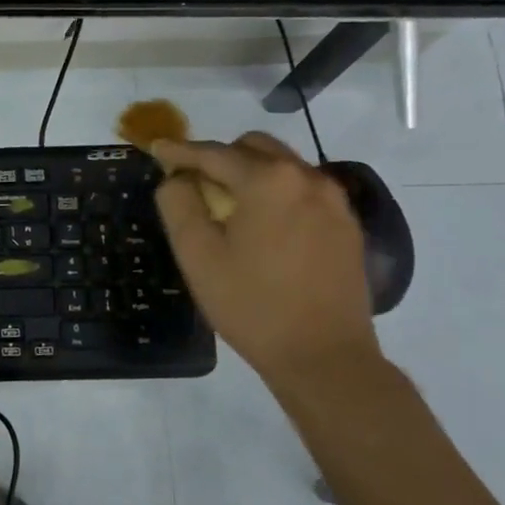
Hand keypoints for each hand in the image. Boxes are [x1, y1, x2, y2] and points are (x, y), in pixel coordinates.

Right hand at [153, 133, 381, 392]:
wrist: (324, 357)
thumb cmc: (252, 305)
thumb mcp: (197, 255)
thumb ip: (178, 204)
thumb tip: (177, 178)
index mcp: (269, 180)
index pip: (214, 153)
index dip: (180, 151)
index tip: (156, 150)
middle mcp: (307, 178)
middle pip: (254, 148)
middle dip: (220, 158)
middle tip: (194, 185)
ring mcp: (335, 201)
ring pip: (283, 166)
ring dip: (250, 174)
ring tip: (229, 207)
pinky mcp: (347, 225)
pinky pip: (304, 190)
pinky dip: (277, 193)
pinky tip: (264, 226)